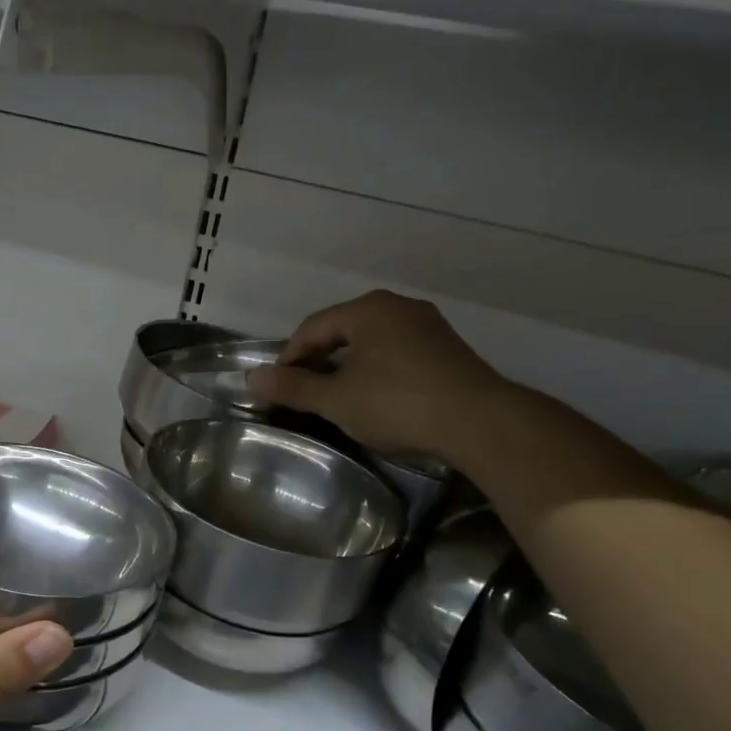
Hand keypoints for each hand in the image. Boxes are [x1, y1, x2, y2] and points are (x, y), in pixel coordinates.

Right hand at [246, 290, 514, 460]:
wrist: (479, 422)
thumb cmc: (397, 404)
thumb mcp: (336, 400)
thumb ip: (293, 387)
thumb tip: (251, 377)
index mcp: (367, 310)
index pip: (312, 327)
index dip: (288, 356)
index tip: (276, 386)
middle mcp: (398, 307)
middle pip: (342, 329)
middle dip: (318, 359)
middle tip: (302, 391)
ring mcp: (427, 326)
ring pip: (371, 341)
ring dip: (347, 365)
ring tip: (336, 396)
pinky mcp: (447, 349)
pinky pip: (396, 351)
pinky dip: (376, 369)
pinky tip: (375, 396)